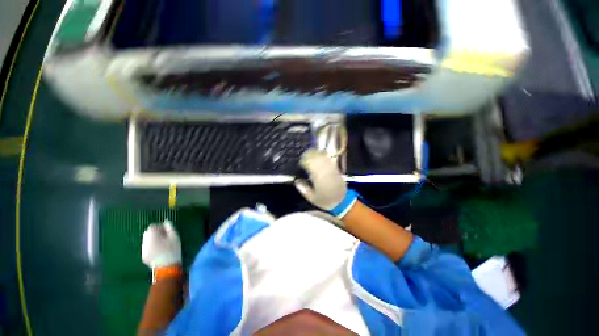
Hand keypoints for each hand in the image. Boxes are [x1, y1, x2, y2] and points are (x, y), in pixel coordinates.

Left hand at [142, 220, 181, 269]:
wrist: (167, 267)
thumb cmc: (173, 250)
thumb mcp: (175, 236)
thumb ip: (170, 227)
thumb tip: (166, 221)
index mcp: (152, 236)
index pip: (152, 226)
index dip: (160, 226)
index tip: (167, 229)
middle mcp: (145, 242)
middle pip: (148, 233)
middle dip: (156, 232)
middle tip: (166, 235)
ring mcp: (143, 250)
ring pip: (147, 240)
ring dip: (154, 239)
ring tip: (163, 243)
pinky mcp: (144, 256)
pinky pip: (147, 247)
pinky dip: (152, 246)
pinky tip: (160, 250)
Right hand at [294, 149, 357, 217]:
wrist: (342, 201)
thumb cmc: (325, 200)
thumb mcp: (312, 198)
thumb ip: (303, 189)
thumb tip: (296, 180)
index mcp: (318, 177)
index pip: (310, 164)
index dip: (304, 161)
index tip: (300, 163)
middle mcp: (325, 170)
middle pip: (316, 157)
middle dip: (309, 155)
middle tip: (304, 157)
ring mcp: (331, 168)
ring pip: (323, 156)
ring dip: (316, 154)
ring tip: (310, 155)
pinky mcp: (336, 168)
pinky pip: (328, 158)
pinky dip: (323, 156)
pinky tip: (319, 156)